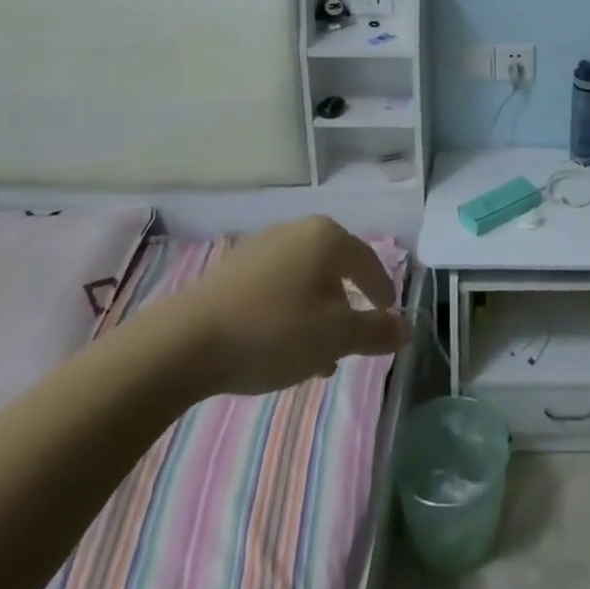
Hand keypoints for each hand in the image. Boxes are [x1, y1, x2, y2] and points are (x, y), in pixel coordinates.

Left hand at [151, 216, 409, 396]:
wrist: (183, 344)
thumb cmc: (273, 332)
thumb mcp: (334, 338)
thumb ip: (375, 332)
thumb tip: (406, 328)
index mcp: (327, 238)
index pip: (369, 262)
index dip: (382, 291)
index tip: (388, 316)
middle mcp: (297, 231)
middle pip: (336, 270)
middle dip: (346, 307)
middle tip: (351, 342)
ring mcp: (261, 247)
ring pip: (305, 281)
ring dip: (317, 314)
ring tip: (315, 357)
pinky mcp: (232, 269)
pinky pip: (277, 287)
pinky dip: (289, 312)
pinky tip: (280, 346)